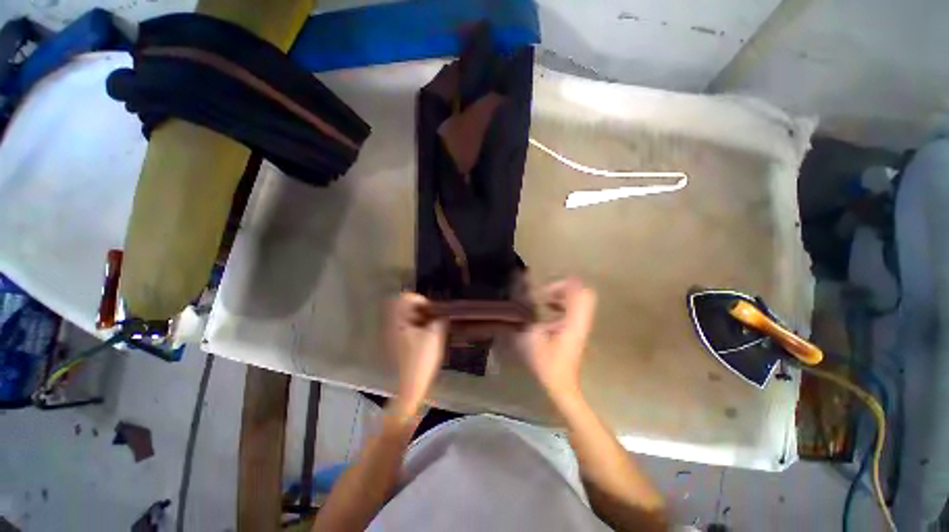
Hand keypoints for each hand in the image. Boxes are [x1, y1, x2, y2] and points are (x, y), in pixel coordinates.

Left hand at [384, 293, 446, 419]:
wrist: (410, 385)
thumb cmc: (421, 359)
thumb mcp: (435, 335)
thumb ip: (440, 320)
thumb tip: (442, 315)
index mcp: (398, 321)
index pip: (406, 298)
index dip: (421, 300)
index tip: (432, 310)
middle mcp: (391, 325)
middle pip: (404, 307)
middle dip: (420, 309)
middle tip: (432, 318)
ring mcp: (390, 335)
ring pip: (404, 318)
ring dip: (418, 319)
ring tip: (431, 328)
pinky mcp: (394, 344)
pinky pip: (404, 328)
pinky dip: (414, 328)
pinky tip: (424, 338)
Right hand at [516, 278, 595, 399]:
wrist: (562, 384)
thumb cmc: (547, 362)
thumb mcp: (532, 338)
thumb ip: (529, 317)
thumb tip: (526, 301)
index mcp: (573, 321)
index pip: (579, 293)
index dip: (563, 285)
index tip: (544, 290)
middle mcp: (581, 320)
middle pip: (583, 294)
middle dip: (564, 288)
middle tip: (546, 292)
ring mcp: (580, 325)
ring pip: (579, 301)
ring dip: (562, 296)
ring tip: (545, 299)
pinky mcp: (577, 330)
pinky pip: (574, 310)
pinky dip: (562, 305)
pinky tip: (548, 309)